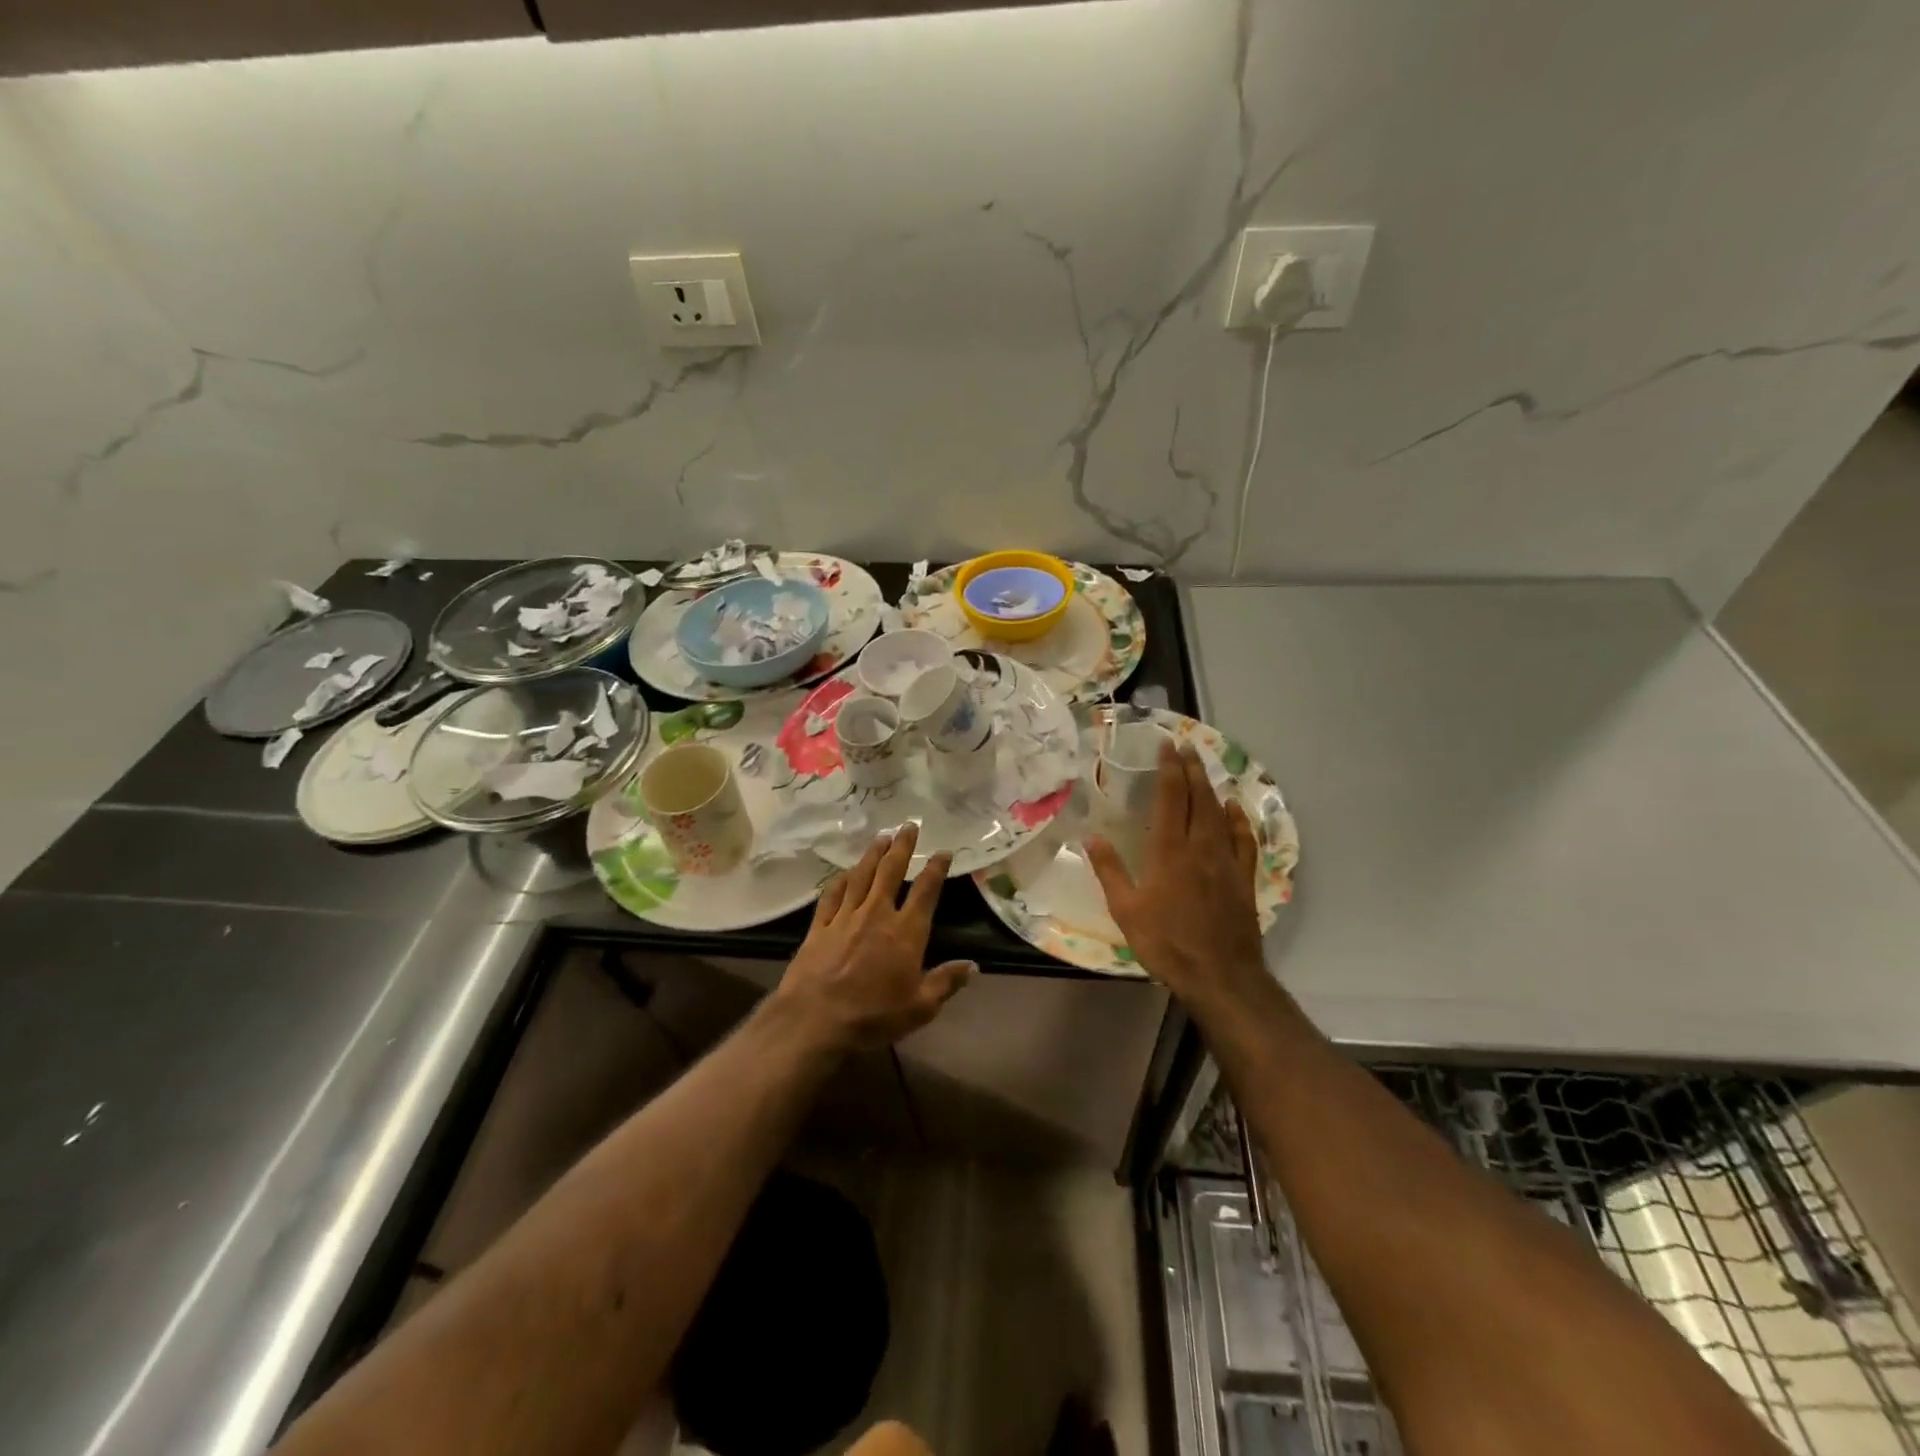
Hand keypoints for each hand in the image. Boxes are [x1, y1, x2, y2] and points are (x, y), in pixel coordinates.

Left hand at [773, 823, 973, 1051]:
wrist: (815, 1020)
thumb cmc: (872, 1016)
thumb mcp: (919, 1008)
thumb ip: (945, 983)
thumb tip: (973, 966)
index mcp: (906, 933)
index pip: (926, 892)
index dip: (936, 869)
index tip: (943, 851)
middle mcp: (877, 915)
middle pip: (891, 872)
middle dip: (902, 847)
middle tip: (908, 825)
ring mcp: (845, 917)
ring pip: (862, 876)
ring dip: (873, 854)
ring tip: (881, 837)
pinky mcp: (820, 926)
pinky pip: (832, 895)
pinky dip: (841, 880)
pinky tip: (845, 872)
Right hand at [1087, 740, 1266, 1006]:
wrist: (1220, 974)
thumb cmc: (1166, 942)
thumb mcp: (1126, 910)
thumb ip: (1110, 870)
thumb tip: (1091, 836)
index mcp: (1169, 852)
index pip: (1170, 798)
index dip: (1169, 770)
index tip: (1167, 746)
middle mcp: (1200, 847)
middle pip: (1198, 798)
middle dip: (1191, 769)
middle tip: (1186, 745)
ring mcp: (1225, 861)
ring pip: (1220, 814)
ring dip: (1211, 787)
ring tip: (1204, 767)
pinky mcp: (1243, 878)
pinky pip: (1243, 840)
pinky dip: (1239, 819)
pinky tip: (1234, 808)